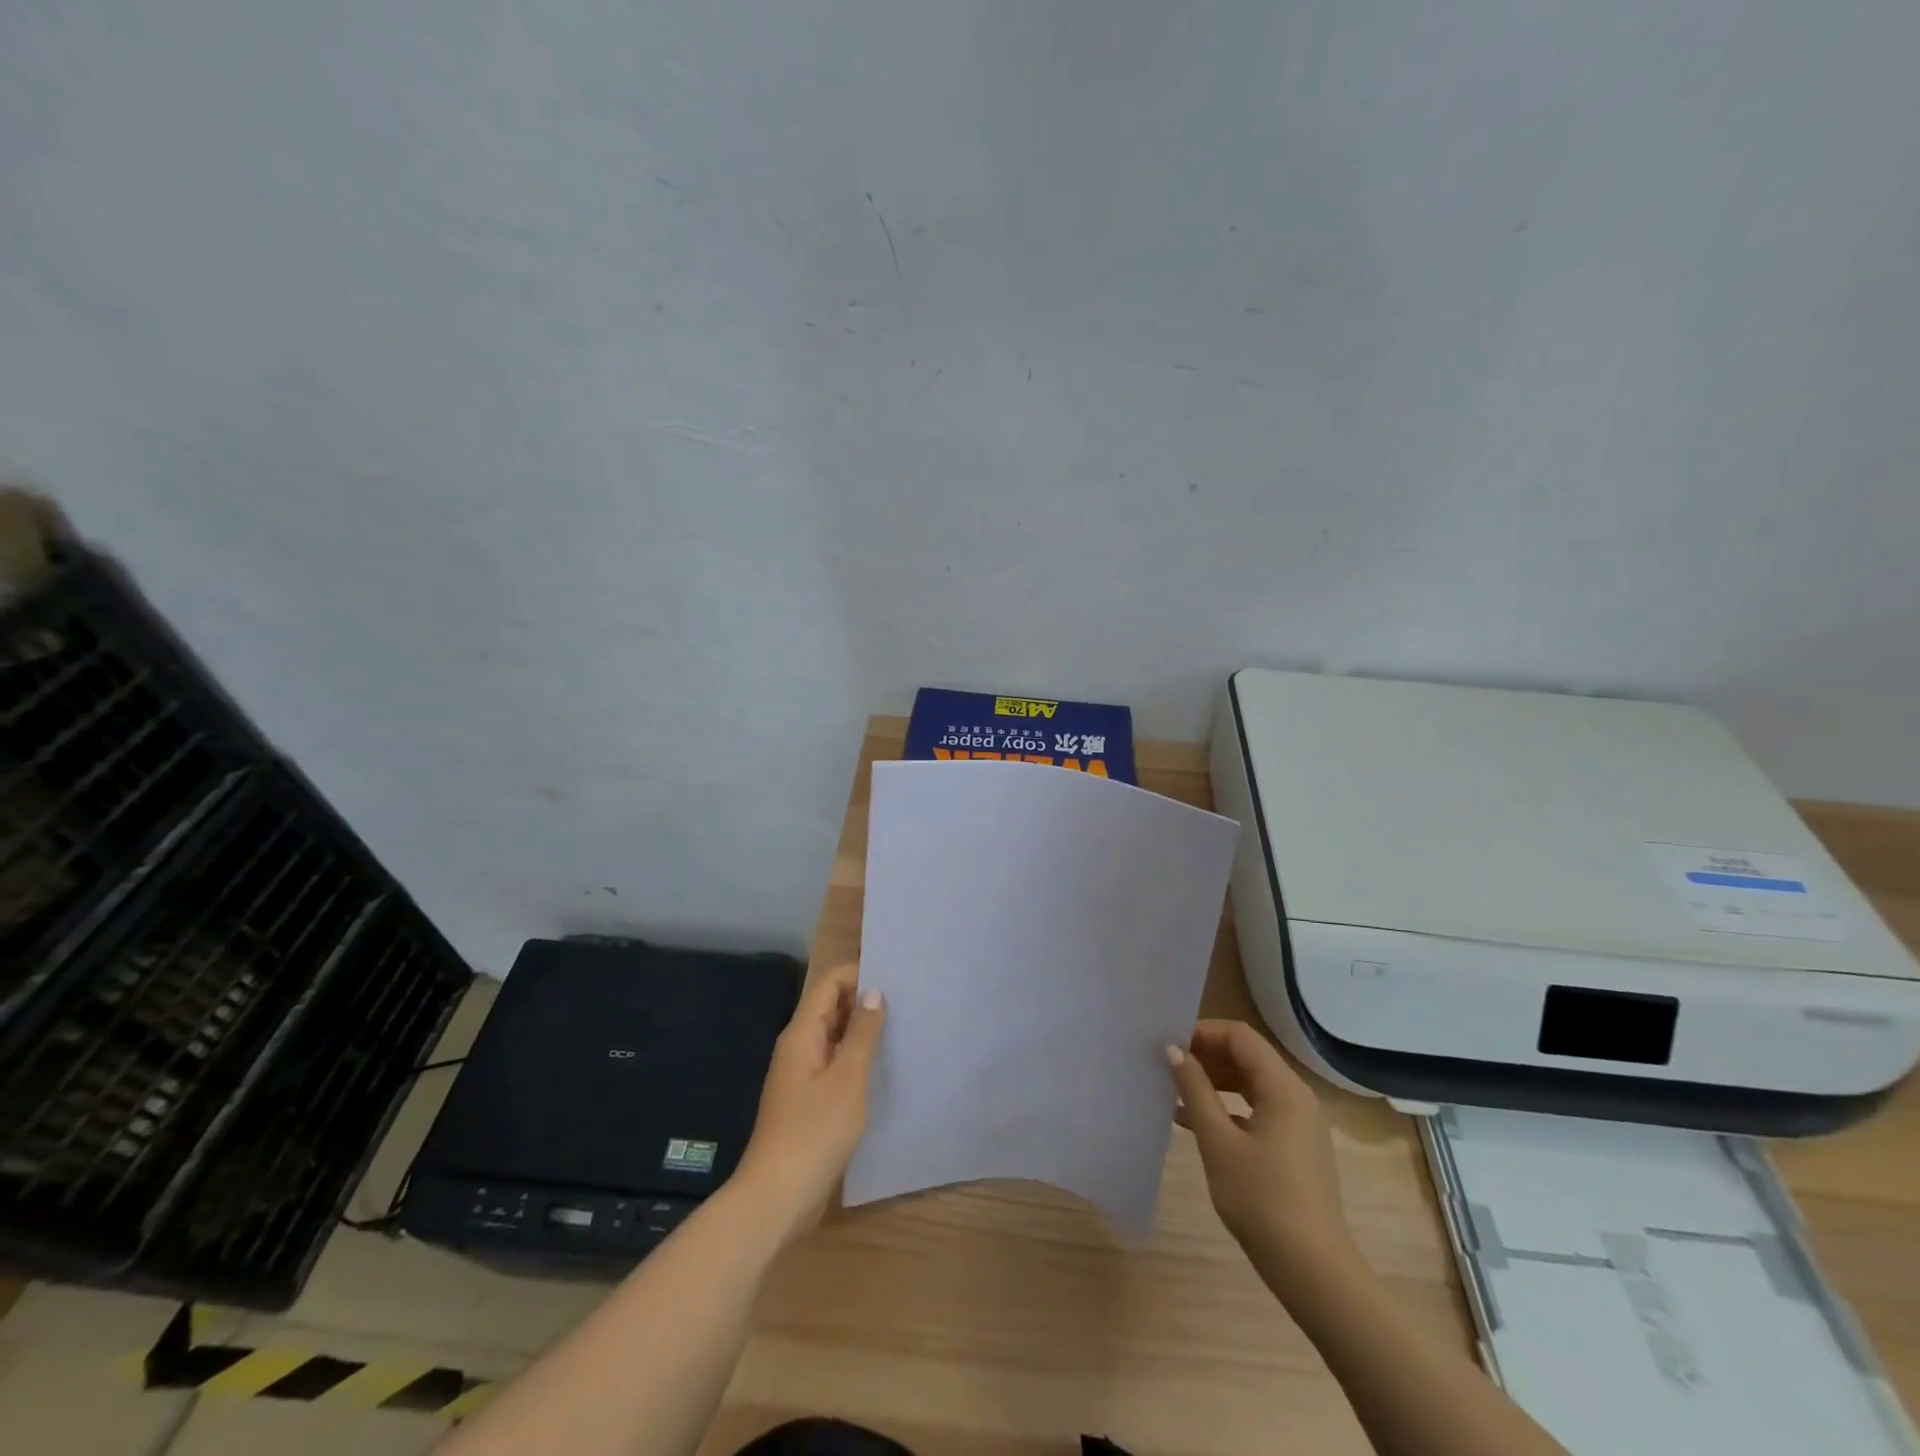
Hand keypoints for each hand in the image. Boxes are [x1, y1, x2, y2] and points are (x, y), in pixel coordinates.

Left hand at [736, 961, 885, 1239]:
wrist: (776, 1197)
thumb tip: (874, 993)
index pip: (829, 984)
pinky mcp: (806, 1100)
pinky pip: (833, 1062)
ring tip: (901, 1027)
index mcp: (802, 1034)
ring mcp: (800, 1075)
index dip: (858, 973)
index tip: (894, 974)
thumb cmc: (814, 1132)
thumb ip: (862, 1034)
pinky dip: (854, 1056)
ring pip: (833, 1036)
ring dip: (861, 1029)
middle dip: (863, 999)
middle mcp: (798, 1047)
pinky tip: (881, 1066)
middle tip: (905, 999)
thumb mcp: (847, 1079)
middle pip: (830, 1006)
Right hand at [1167, 1020, 1357, 1283]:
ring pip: (1251, 1084)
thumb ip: (1195, 1090)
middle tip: (1168, 1066)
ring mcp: (1299, 1124)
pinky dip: (1228, 1108)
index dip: (1203, 1033)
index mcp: (1283, 1087)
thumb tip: (1173, 1050)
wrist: (1313, 1271)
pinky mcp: (1295, 1148)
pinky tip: (1194, 1123)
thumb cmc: (1261, 1199)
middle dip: (1206, 1056)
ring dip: (1214, 1082)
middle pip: (1247, 1057)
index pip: (1240, 1036)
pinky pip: (1257, 1110)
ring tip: (1175, 1091)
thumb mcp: (1218, 1141)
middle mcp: (1296, 1097)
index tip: (1170, 1045)